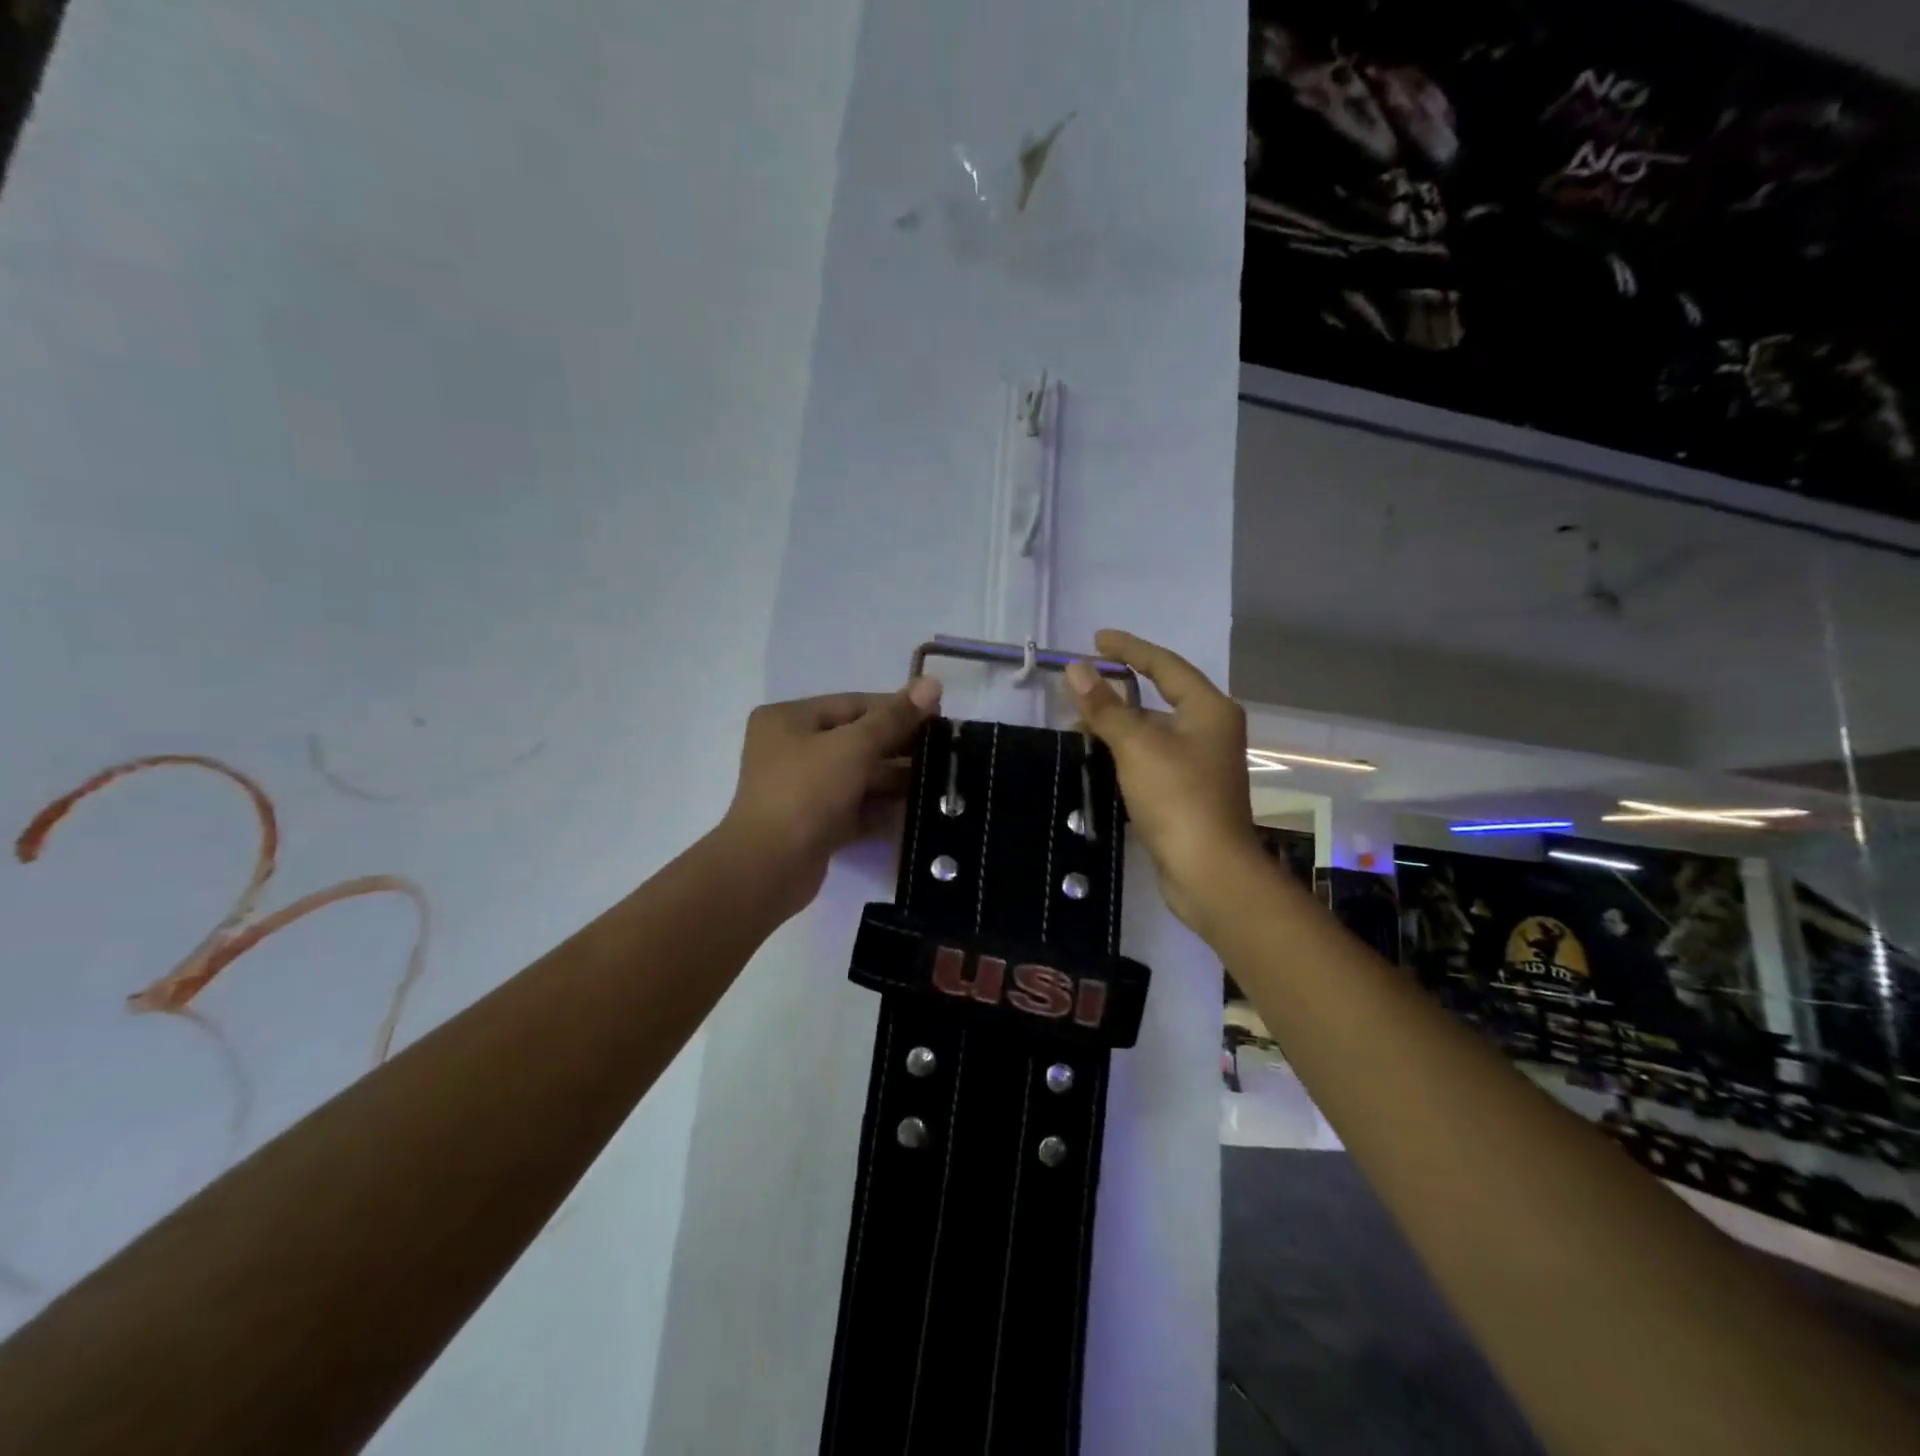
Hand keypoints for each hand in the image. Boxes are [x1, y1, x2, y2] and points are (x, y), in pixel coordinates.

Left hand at [719, 677, 943, 916]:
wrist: (768, 868)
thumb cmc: (806, 792)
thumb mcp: (853, 747)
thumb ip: (894, 717)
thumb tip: (933, 682)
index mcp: (790, 719)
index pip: (854, 705)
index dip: (898, 708)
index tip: (940, 716)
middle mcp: (793, 749)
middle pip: (858, 740)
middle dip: (900, 747)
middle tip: (946, 751)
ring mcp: (804, 789)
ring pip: (860, 776)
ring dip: (897, 780)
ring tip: (941, 781)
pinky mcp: (816, 824)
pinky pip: (857, 808)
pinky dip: (884, 808)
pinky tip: (920, 810)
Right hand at [1065, 629, 1261, 930]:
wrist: (1208, 871)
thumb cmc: (1177, 798)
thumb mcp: (1137, 746)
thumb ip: (1106, 707)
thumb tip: (1076, 669)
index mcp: (1208, 709)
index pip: (1164, 665)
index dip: (1129, 649)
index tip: (1096, 639)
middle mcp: (1210, 729)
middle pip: (1160, 696)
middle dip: (1119, 688)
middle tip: (1080, 682)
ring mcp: (1201, 762)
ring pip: (1154, 729)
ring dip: (1119, 722)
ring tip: (1080, 719)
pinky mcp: (1188, 791)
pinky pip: (1152, 755)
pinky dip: (1126, 749)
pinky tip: (1099, 753)